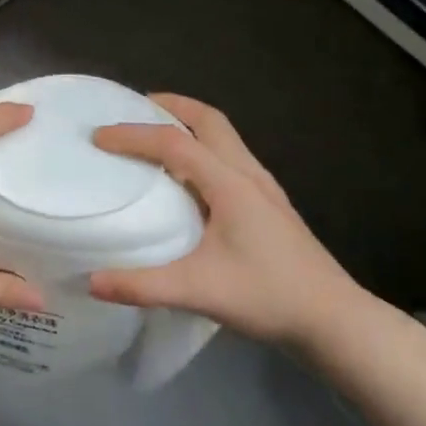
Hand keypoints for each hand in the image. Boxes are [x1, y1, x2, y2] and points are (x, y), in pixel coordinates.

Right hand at [88, 94, 358, 345]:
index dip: (133, 135)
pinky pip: (231, 158)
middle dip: (171, 106)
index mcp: (229, 183)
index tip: (99, 137)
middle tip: (135, 108)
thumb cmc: (268, 297)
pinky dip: (204, 148)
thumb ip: (142, 285)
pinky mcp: (270, 204)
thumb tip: (91, 280)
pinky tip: (191, 179)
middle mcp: (248, 174)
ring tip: (157, 136)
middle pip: (209, 120)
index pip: (174, 142)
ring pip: (224, 137)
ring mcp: (264, 187)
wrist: (334, 319)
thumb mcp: (199, 291)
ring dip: (190, 125)